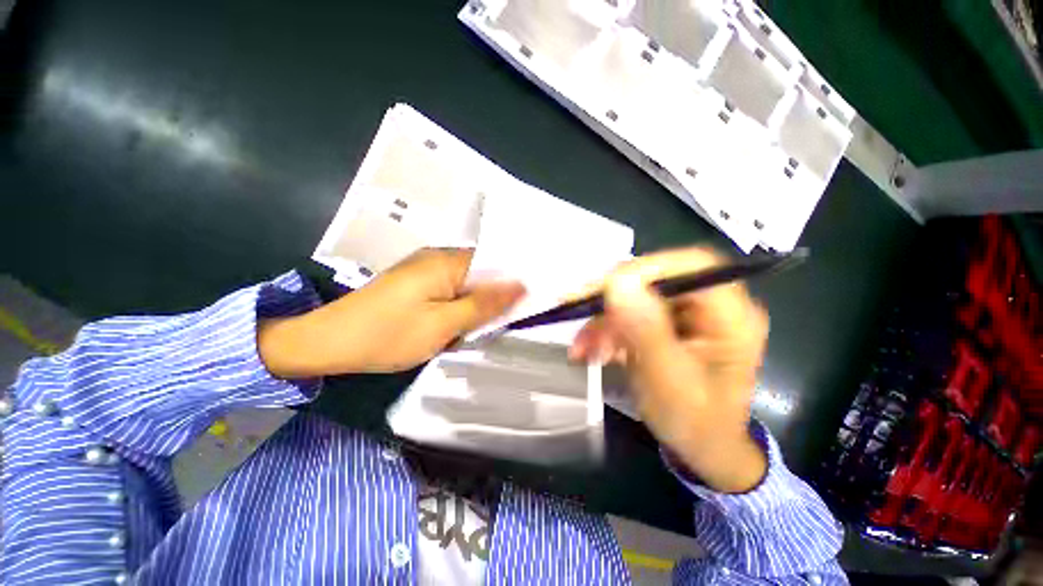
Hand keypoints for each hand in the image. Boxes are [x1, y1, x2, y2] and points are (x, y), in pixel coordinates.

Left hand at [258, 248, 524, 376]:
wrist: (327, 343)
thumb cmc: (387, 335)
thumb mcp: (442, 324)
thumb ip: (483, 304)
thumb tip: (521, 285)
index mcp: (446, 261)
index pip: (495, 263)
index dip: (512, 281)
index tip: (529, 302)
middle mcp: (437, 258)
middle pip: (481, 272)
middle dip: (495, 296)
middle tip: (506, 321)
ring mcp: (424, 270)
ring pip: (467, 284)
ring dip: (477, 304)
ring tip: (485, 325)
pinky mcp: (416, 284)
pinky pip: (451, 291)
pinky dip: (461, 306)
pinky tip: (461, 323)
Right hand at [569, 247, 768, 492]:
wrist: (701, 447)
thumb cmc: (694, 421)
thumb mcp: (667, 379)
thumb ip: (645, 330)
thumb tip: (618, 283)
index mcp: (731, 316)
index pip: (691, 265)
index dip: (645, 268)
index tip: (604, 287)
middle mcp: (711, 305)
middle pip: (656, 278)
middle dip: (613, 298)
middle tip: (575, 308)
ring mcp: (687, 313)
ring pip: (636, 296)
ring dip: (604, 319)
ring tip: (581, 347)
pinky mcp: (667, 323)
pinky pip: (631, 313)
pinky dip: (607, 329)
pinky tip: (590, 349)